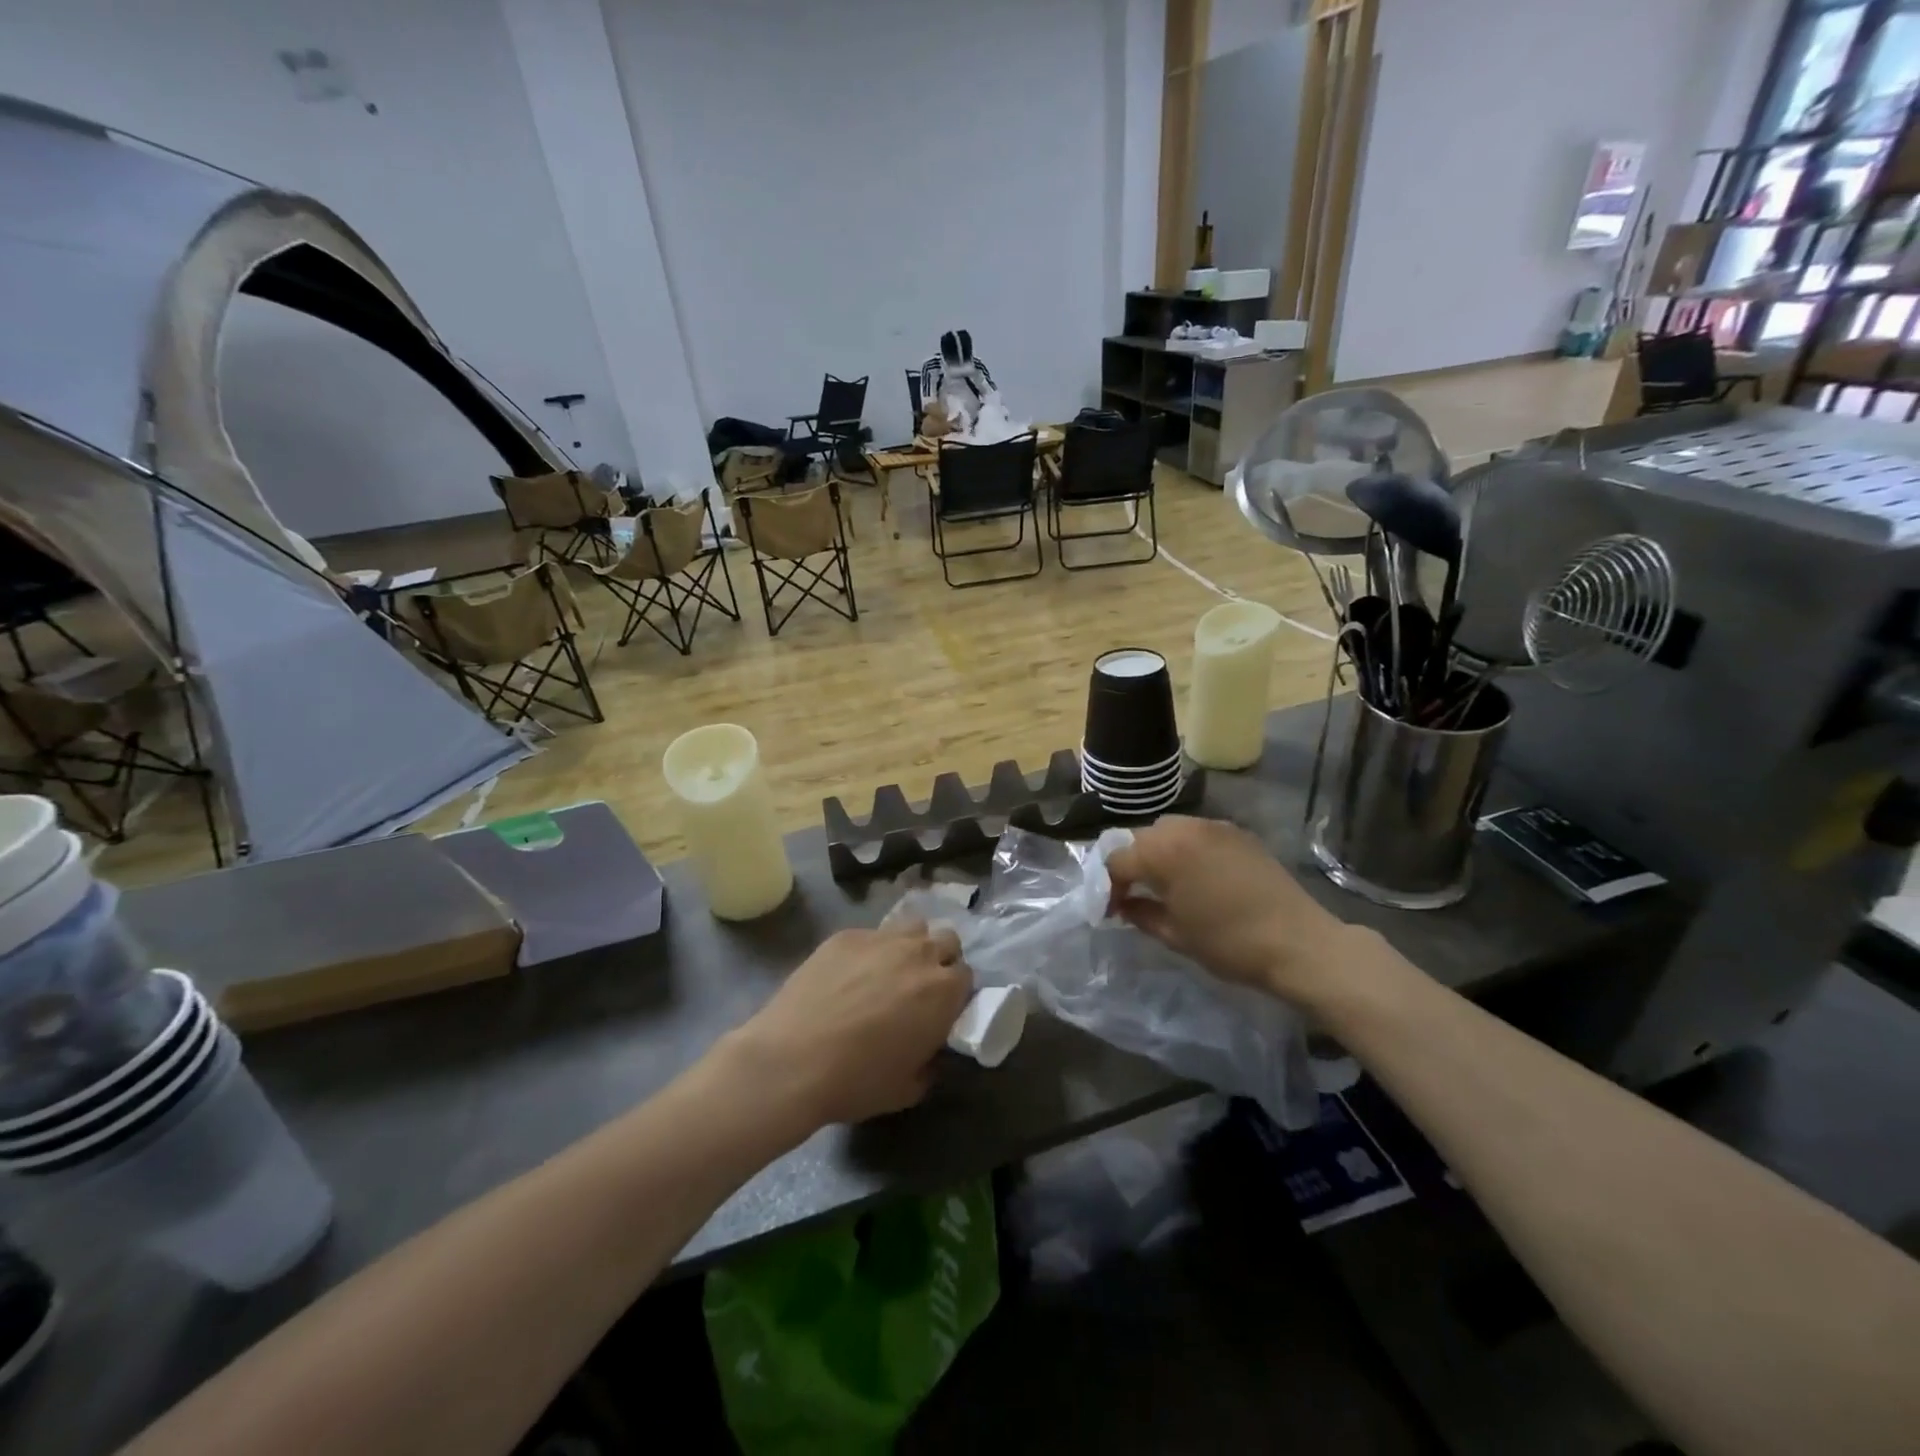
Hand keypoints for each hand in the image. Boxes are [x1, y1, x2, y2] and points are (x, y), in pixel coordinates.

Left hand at [724, 922, 971, 1131]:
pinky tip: (849, 974)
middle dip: (940, 959)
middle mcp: (919, 954)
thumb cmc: (856, 1081)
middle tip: (919, 987)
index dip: (956, 993)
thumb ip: (930, 1064)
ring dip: (911, 945)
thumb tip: (929, 1052)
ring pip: (912, 928)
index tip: (942, 1010)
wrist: (792, 1061)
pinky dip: (870, 950)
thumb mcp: (907, 1088)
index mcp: (943, 991)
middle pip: (946, 940)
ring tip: (890, 971)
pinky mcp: (845, 935)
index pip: (966, 976)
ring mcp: (880, 939)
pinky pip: (871, 934)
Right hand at [1106, 816, 1352, 1003]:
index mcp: (1162, 852)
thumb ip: (1140, 913)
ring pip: (1169, 830)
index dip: (1109, 886)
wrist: (1298, 942)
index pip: (1117, 860)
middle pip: (1140, 839)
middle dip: (1132, 864)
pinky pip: (1198, 833)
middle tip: (1135, 894)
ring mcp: (1214, 826)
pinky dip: (1186, 849)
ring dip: (1158, 852)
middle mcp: (1184, 828)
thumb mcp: (1175, 935)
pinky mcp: (1238, 833)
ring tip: (1166, 882)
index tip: (1112, 910)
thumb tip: (1123, 905)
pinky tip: (1197, 875)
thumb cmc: (1229, 943)